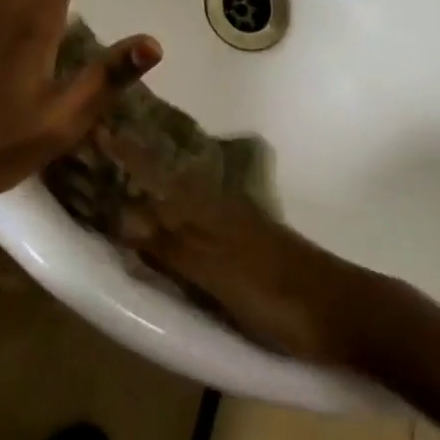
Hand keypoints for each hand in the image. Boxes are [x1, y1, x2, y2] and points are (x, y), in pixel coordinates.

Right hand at [101, 133, 370, 365]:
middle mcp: (218, 206)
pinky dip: (176, 211)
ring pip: (183, 196)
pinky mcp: (247, 243)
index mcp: (208, 209)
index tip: (96, 128)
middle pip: (167, 180)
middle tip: (99, 150)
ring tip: (124, 180)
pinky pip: (199, 217)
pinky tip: (172, 219)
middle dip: (134, 165)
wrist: (343, 310)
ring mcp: (235, 223)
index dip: (127, 156)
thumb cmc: (276, 294)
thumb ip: (172, 247)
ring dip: (154, 186)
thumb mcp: (218, 274)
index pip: (157, 175)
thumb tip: (119, 217)